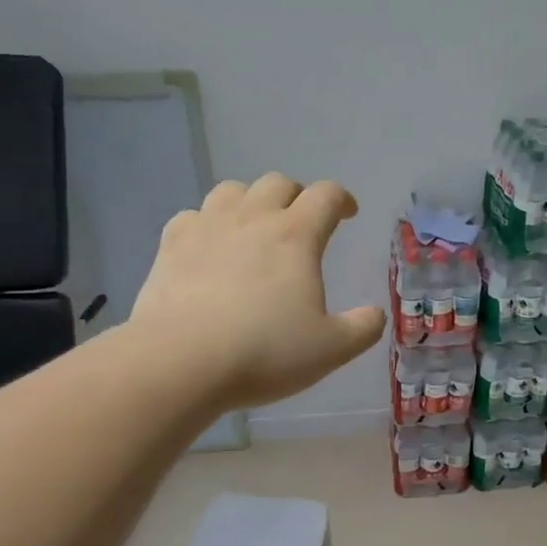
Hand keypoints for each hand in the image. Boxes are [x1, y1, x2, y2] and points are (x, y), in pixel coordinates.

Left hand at [128, 173, 385, 408]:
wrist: (179, 362)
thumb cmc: (264, 352)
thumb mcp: (331, 349)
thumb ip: (362, 328)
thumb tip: (376, 314)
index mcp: (296, 235)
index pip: (326, 195)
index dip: (342, 199)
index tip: (348, 214)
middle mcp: (253, 218)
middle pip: (278, 183)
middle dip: (296, 196)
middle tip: (302, 221)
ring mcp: (207, 227)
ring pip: (232, 190)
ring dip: (251, 201)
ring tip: (255, 227)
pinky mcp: (170, 246)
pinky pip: (193, 216)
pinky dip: (207, 223)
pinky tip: (209, 246)